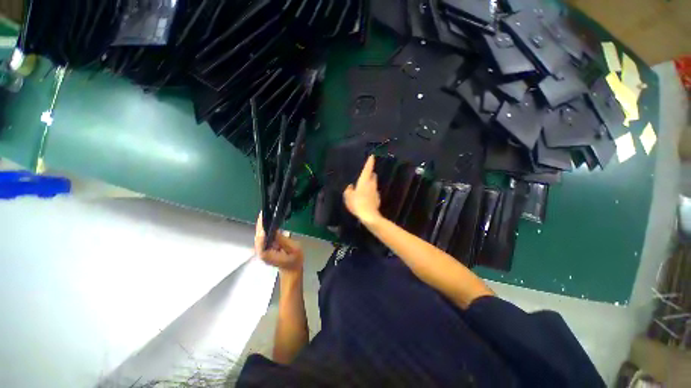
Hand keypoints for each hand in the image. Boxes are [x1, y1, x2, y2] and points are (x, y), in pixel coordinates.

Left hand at [255, 213, 303, 272]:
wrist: (292, 269)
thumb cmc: (295, 260)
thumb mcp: (294, 249)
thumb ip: (284, 240)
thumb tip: (274, 231)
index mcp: (268, 255)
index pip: (260, 242)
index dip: (261, 232)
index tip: (263, 221)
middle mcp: (262, 253)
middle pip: (258, 237)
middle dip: (260, 225)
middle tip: (263, 214)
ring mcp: (262, 250)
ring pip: (259, 236)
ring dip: (261, 226)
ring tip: (264, 216)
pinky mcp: (265, 248)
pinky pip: (262, 237)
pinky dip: (264, 229)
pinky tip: (266, 223)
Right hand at [343, 155, 381, 224]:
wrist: (369, 215)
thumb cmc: (357, 203)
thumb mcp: (348, 197)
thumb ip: (348, 190)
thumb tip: (351, 187)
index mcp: (364, 181)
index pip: (368, 169)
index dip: (370, 162)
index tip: (372, 156)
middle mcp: (371, 184)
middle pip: (372, 176)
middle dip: (370, 174)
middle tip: (365, 175)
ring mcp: (376, 191)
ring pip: (373, 184)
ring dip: (370, 184)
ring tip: (363, 188)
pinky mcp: (378, 199)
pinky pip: (373, 193)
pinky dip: (370, 193)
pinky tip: (365, 198)